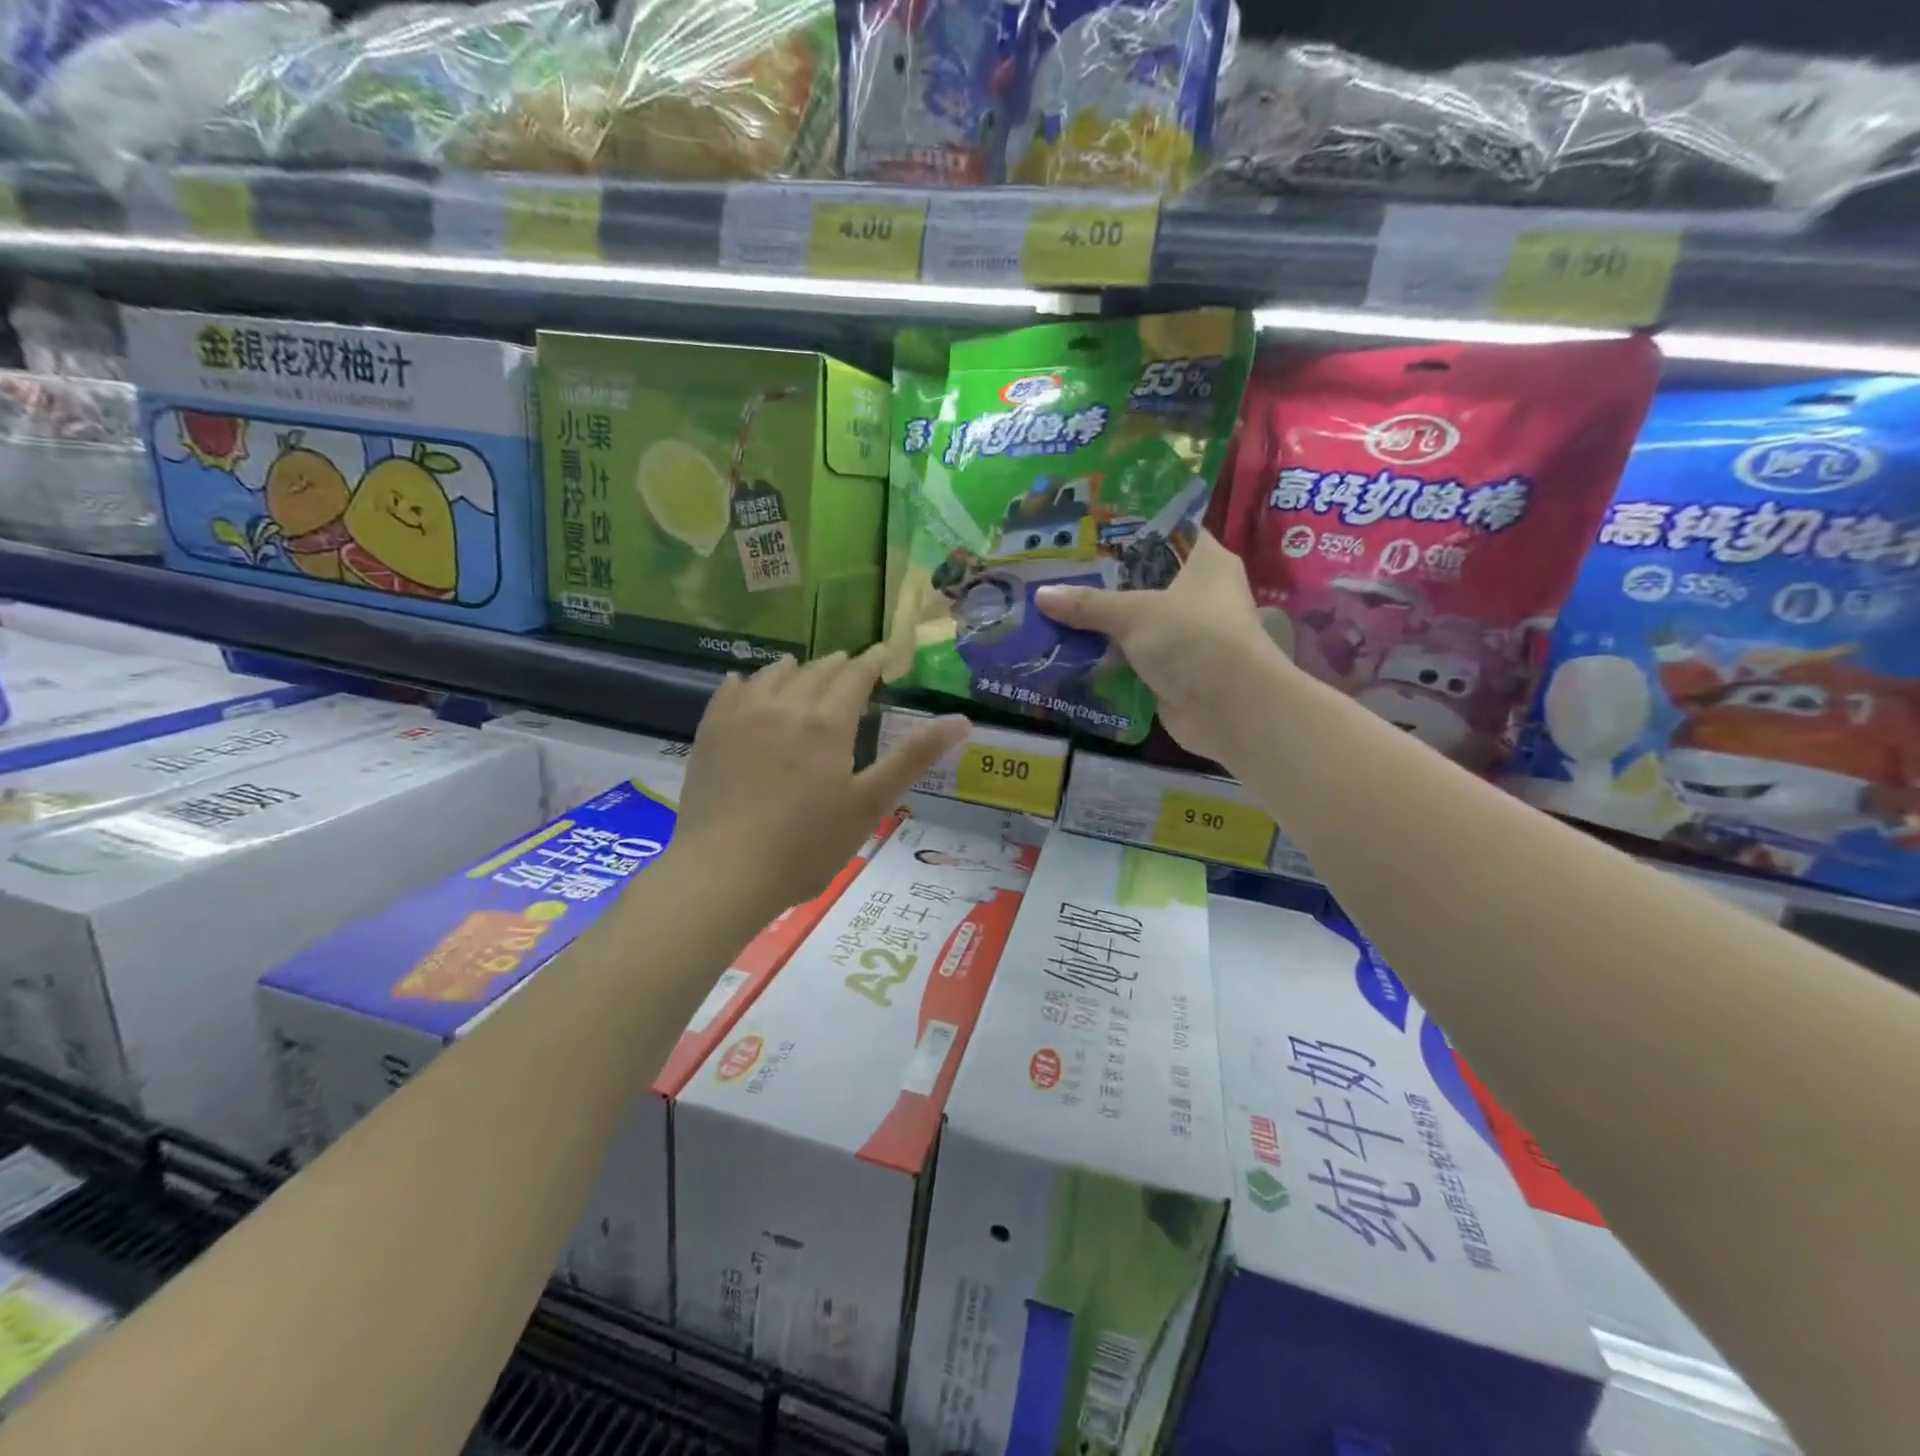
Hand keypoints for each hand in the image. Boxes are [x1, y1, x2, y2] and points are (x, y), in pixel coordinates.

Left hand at [670, 647, 968, 919]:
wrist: (724, 872)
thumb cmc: (806, 845)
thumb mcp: (870, 804)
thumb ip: (913, 757)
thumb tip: (961, 719)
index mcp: (827, 723)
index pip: (855, 676)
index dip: (873, 661)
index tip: (884, 652)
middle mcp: (785, 706)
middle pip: (816, 671)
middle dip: (838, 665)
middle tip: (851, 665)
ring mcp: (742, 716)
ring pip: (773, 674)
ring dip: (795, 668)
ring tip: (803, 669)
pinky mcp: (711, 732)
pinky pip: (730, 690)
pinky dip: (748, 681)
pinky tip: (747, 684)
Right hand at [1037, 530, 1285, 764]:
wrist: (1230, 709)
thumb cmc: (1193, 638)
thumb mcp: (1135, 613)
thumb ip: (1088, 603)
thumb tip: (1040, 595)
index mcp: (1206, 561)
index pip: (1166, 532)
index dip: (1129, 529)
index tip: (1087, 527)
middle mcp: (1200, 593)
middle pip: (1144, 579)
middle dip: (1103, 580)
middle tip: (1057, 568)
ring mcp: (1187, 634)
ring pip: (1135, 620)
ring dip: (1101, 621)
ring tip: (1053, 606)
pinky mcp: (1173, 669)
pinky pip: (1132, 655)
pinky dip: (1107, 655)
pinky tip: (1068, 647)